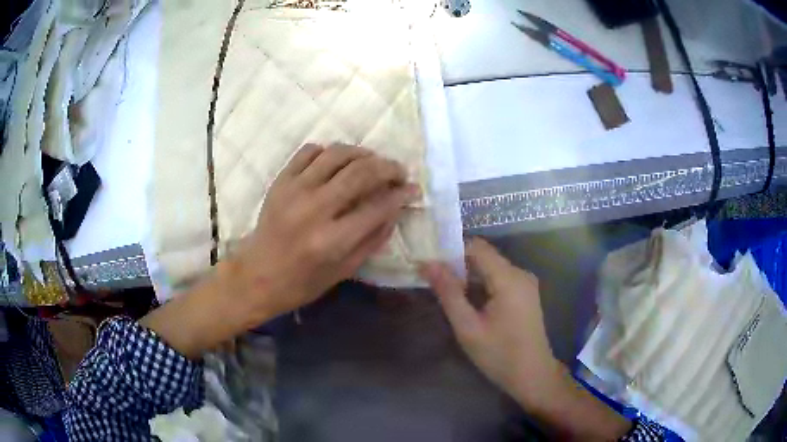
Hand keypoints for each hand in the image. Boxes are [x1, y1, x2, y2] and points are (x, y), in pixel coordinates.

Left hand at [232, 144, 419, 317]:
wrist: (258, 274)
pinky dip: (330, 152)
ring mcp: (294, 190)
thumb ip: (374, 238)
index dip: (401, 194)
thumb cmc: (303, 281)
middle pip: (361, 172)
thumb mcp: (345, 270)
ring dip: (363, 153)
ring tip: (373, 162)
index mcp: (331, 241)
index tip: (412, 189)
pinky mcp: (280, 181)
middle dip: (388, 167)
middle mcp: (313, 210)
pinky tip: (338, 163)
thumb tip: (396, 208)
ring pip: (337, 154)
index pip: (377, 206)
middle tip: (398, 171)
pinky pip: (309, 151)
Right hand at [422, 238, 632, 439]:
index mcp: (509, 278)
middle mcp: (520, 273)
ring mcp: (525, 283)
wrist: (533, 375)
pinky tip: (467, 300)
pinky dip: (481, 284)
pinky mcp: (525, 293)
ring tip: (445, 290)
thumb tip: (428, 264)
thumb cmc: (499, 355)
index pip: (476, 247)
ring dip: (468, 275)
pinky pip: (499, 278)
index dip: (450, 250)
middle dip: (457, 264)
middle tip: (432, 278)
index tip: (429, 262)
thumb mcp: (468, 327)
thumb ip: (449, 293)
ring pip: (491, 267)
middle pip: (484, 256)